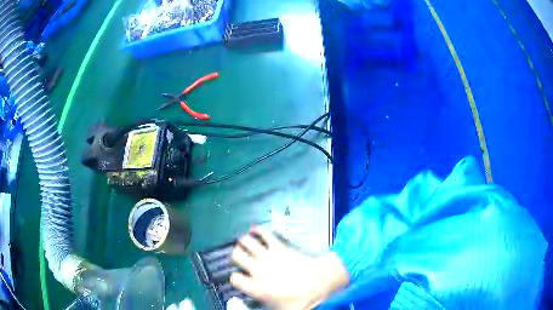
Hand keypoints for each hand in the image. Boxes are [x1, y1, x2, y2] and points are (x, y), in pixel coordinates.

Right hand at [230, 227, 349, 309]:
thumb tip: (253, 306)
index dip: (235, 278)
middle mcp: (258, 269)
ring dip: (244, 241)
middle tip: (239, 256)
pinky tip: (255, 229)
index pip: (235, 279)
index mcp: (256, 287)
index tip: (238, 278)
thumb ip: (265, 309)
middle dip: (237, 255)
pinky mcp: (280, 247)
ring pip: (248, 243)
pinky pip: (265, 234)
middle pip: (237, 256)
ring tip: (243, 241)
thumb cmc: (302, 300)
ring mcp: (268, 256)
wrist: (322, 283)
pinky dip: (258, 230)